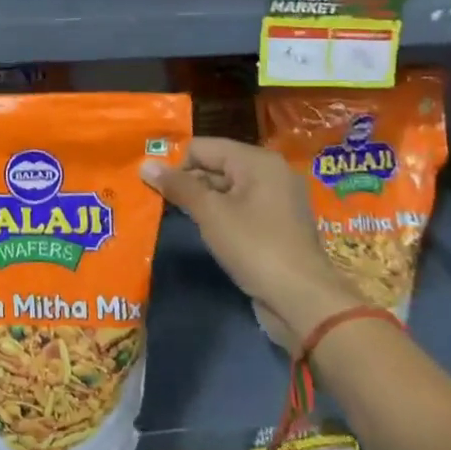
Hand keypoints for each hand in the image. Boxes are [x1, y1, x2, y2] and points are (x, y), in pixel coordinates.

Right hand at [142, 139, 360, 345]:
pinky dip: (221, 215)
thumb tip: (145, 165)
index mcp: (257, 161)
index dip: (176, 164)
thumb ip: (178, 186)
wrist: (304, 302)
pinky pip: (240, 208)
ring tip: (178, 217)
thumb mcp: (210, 213)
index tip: (157, 188)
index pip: (202, 147)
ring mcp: (277, 200)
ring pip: (227, 189)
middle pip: (215, 165)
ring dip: (202, 201)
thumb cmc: (255, 247)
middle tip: (162, 203)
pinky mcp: (278, 225)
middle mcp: (270, 172)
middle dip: (188, 183)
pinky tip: (205, 231)